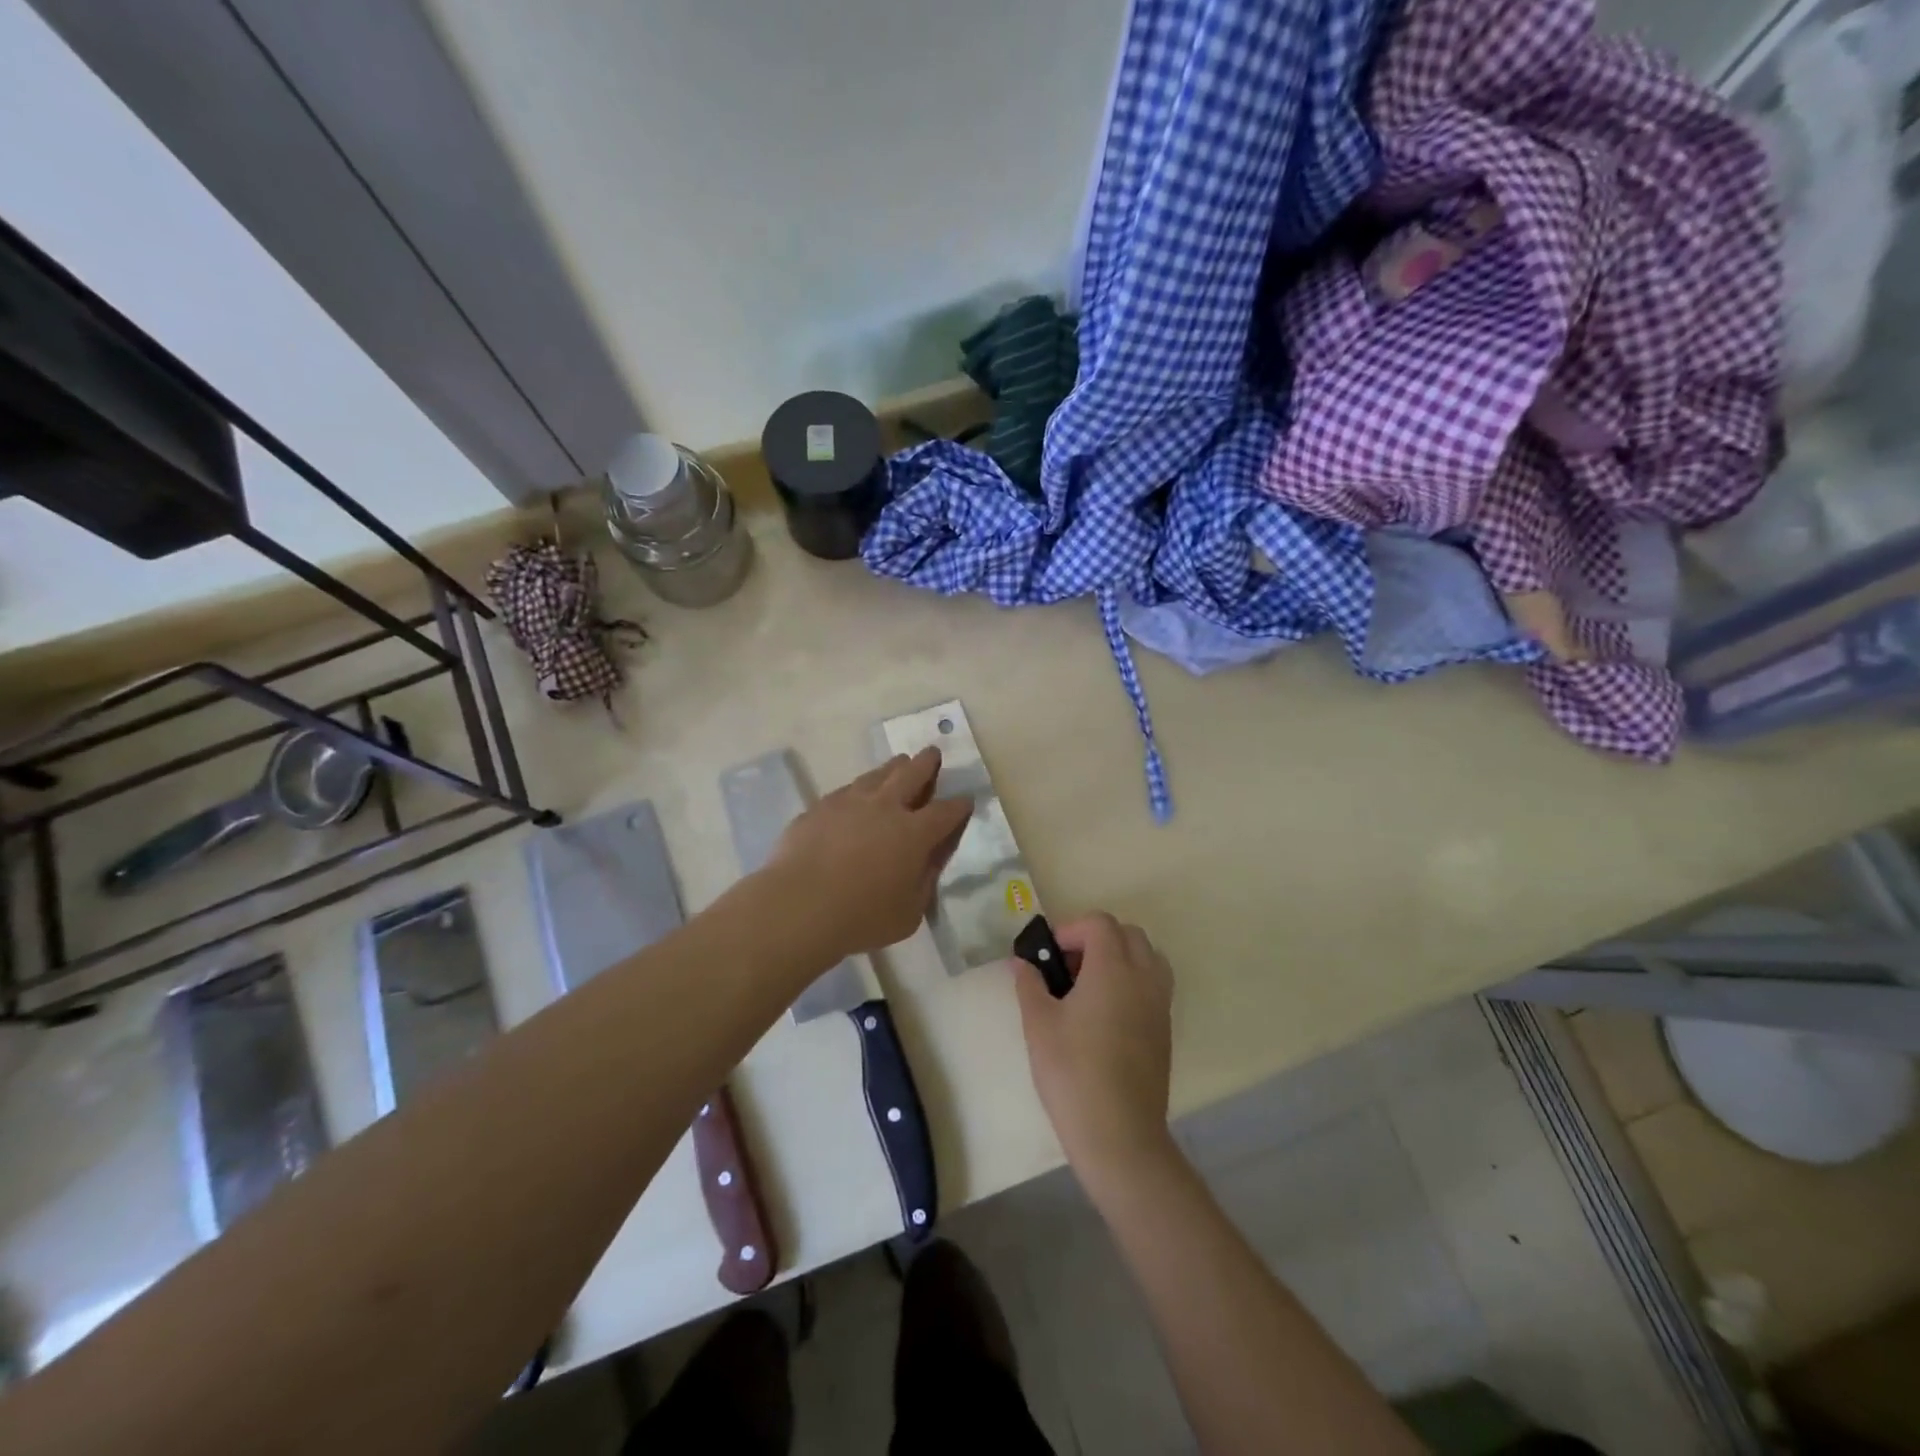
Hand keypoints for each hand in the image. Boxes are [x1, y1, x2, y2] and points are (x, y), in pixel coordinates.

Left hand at [768, 749, 972, 960]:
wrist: (798, 905)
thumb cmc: (861, 917)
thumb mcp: (909, 913)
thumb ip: (924, 881)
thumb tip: (930, 860)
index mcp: (915, 833)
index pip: (946, 812)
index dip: (959, 805)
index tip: (965, 800)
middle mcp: (886, 807)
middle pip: (912, 774)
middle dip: (927, 763)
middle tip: (932, 753)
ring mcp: (850, 802)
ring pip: (878, 774)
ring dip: (893, 768)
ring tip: (899, 764)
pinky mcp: (820, 807)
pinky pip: (847, 790)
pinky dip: (860, 788)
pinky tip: (857, 795)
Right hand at [1012, 913, 1175, 1186]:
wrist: (1119, 1134)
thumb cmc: (1072, 1073)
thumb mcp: (1038, 1025)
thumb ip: (1030, 984)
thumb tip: (1021, 962)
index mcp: (1113, 969)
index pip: (1100, 923)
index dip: (1071, 930)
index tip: (1048, 957)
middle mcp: (1143, 978)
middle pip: (1128, 934)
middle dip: (1096, 939)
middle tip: (1067, 968)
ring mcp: (1159, 1004)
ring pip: (1147, 957)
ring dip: (1119, 958)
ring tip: (1088, 988)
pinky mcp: (1165, 1029)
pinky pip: (1153, 985)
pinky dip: (1132, 982)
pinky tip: (1105, 1016)